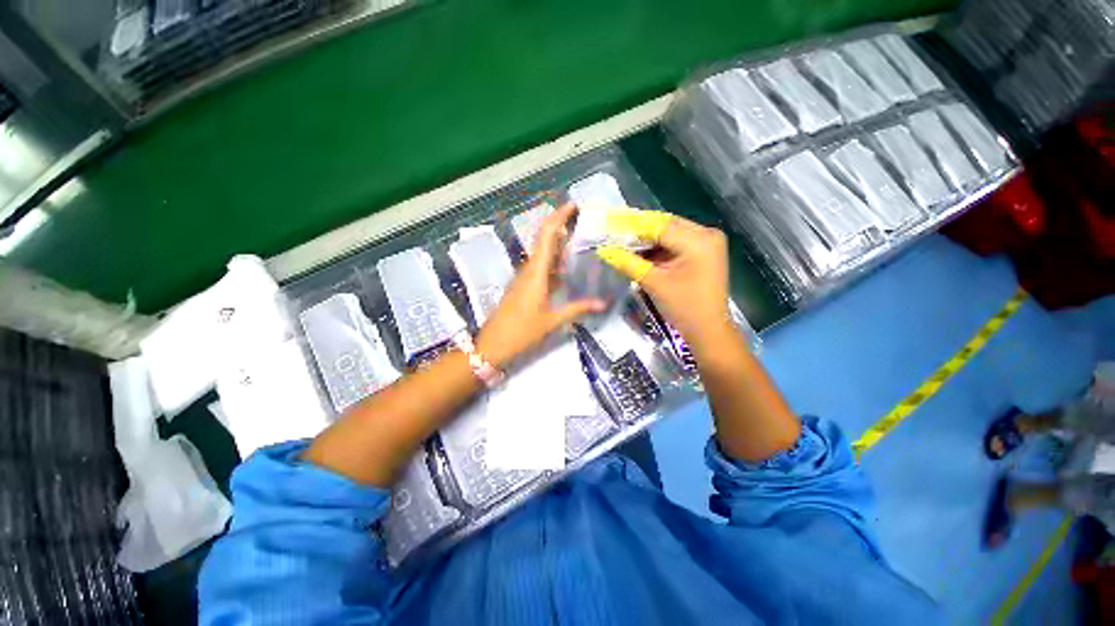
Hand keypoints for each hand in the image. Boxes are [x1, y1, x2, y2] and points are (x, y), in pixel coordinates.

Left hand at [476, 204, 604, 368]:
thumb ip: (577, 309)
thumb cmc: (522, 332)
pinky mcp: (523, 285)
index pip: (547, 235)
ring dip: (559, 242)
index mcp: (536, 272)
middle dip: (561, 224)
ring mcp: (525, 277)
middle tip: (583, 219)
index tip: (574, 205)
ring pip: (542, 252)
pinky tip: (567, 266)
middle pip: (544, 239)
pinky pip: (541, 266)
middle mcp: (529, 269)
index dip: (559, 217)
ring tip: (581, 238)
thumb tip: (602, 303)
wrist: (492, 345)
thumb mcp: (552, 321)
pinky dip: (554, 260)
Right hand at [596, 213, 732, 354]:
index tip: (610, 227)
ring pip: (670, 233)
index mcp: (699, 240)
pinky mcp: (704, 252)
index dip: (633, 227)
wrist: (708, 330)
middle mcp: (707, 234)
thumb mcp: (654, 283)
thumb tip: (604, 250)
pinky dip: (658, 248)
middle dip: (640, 232)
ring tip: (623, 244)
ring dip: (648, 240)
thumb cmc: (684, 308)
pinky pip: (676, 243)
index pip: (659, 225)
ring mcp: (707, 242)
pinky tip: (641, 253)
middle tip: (614, 236)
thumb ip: (629, 263)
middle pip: (666, 226)